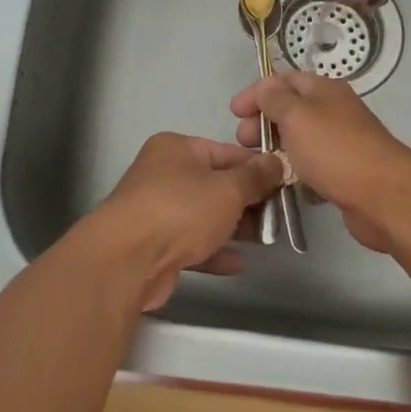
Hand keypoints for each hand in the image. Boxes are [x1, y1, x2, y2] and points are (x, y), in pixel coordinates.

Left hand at [77, 133, 282, 310]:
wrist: (126, 260)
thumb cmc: (180, 210)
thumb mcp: (228, 188)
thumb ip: (256, 176)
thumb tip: (276, 161)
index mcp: (177, 148)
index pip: (226, 152)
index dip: (257, 167)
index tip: (284, 184)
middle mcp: (163, 173)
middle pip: (215, 183)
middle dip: (247, 200)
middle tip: (277, 216)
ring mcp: (156, 210)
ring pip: (203, 215)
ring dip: (233, 227)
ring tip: (265, 239)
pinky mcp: (154, 245)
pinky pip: (191, 243)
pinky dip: (214, 250)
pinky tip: (238, 263)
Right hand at [231, 73, 410, 252]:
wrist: (383, 196)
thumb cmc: (334, 149)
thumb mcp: (297, 115)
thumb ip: (275, 99)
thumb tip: (265, 89)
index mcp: (324, 89)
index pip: (284, 80)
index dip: (256, 92)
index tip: (234, 113)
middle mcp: (334, 111)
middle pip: (291, 110)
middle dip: (263, 122)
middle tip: (244, 142)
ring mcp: (341, 143)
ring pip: (300, 140)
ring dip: (277, 149)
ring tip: (259, 165)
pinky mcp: (345, 173)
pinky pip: (313, 167)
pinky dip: (297, 173)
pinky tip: (286, 185)